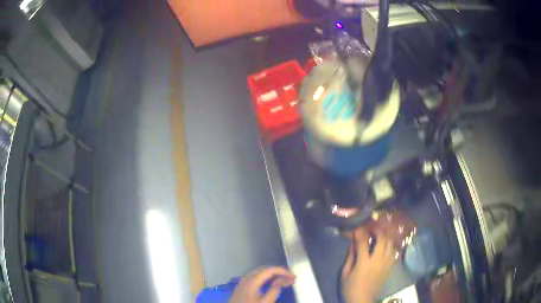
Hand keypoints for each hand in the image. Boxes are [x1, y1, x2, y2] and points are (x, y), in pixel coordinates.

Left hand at [230, 267, 294, 302]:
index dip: (283, 271)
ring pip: (259, 273)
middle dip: (278, 272)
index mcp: (252, 281)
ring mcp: (242, 281)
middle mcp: (246, 278)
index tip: (293, 277)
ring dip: (272, 275)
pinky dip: (265, 278)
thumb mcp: (265, 302)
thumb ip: (274, 290)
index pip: (270, 270)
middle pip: (264, 269)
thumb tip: (281, 280)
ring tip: (284, 280)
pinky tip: (271, 283)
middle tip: (290, 277)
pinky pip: (255, 277)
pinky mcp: (241, 286)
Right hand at [341, 228, 395, 302]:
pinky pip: (393, 252)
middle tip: (372, 227)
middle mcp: (377, 261)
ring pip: (390, 244)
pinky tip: (385, 245)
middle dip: (378, 230)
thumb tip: (353, 243)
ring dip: (385, 237)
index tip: (358, 227)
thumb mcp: (345, 273)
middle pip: (382, 240)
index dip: (360, 232)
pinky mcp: (390, 267)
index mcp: (363, 263)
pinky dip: (390, 245)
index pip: (363, 242)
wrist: (362, 300)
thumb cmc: (350, 288)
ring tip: (379, 235)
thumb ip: (350, 257)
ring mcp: (386, 264)